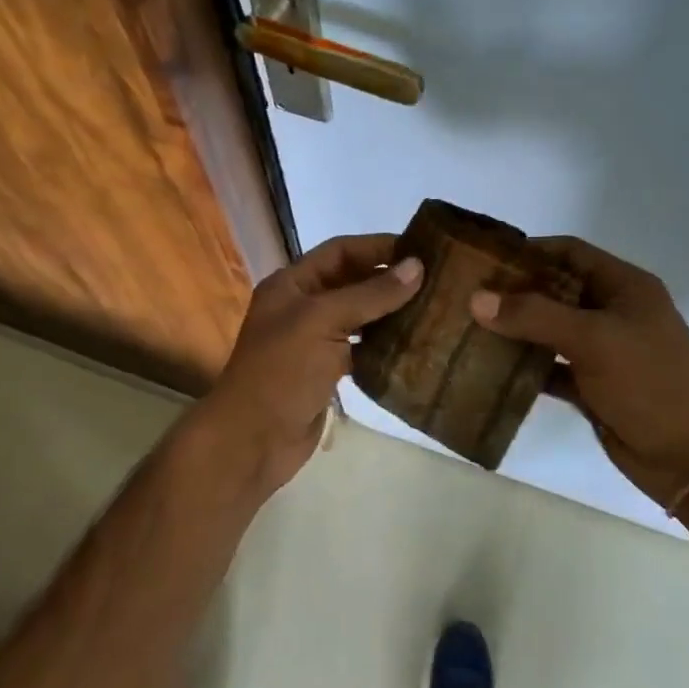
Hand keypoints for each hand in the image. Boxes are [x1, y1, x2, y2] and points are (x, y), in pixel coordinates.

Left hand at [191, 234, 421, 498]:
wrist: (253, 441)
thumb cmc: (282, 371)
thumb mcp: (323, 321)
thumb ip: (370, 294)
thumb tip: (417, 266)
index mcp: (292, 284)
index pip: (340, 251)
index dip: (378, 247)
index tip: (420, 250)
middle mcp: (302, 306)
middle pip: (351, 281)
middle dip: (388, 278)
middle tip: (435, 280)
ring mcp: (313, 340)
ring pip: (358, 315)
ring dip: (389, 311)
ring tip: (431, 308)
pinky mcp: (326, 370)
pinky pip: (360, 347)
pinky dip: (383, 343)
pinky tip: (412, 343)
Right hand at [471, 236, 688, 507]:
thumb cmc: (649, 382)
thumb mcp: (594, 339)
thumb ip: (535, 316)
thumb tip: (476, 299)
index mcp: (624, 286)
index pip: (570, 252)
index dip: (530, 251)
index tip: (485, 258)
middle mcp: (612, 312)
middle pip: (555, 290)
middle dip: (514, 292)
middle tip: (467, 294)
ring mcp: (602, 350)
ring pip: (549, 330)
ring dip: (515, 330)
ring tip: (469, 327)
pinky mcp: (591, 385)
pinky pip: (550, 367)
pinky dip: (524, 367)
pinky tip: (490, 368)